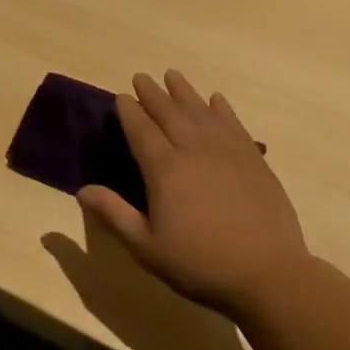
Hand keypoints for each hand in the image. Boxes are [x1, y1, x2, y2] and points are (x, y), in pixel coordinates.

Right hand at [78, 69, 311, 318]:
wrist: (268, 274)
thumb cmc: (200, 264)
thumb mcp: (147, 247)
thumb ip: (114, 214)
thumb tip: (81, 190)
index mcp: (165, 169)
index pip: (141, 130)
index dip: (129, 111)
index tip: (121, 96)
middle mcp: (193, 149)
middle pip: (169, 112)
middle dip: (152, 93)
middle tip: (141, 77)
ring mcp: (227, 151)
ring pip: (200, 110)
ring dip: (184, 91)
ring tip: (172, 75)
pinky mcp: (253, 159)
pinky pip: (233, 123)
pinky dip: (222, 108)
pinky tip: (216, 99)